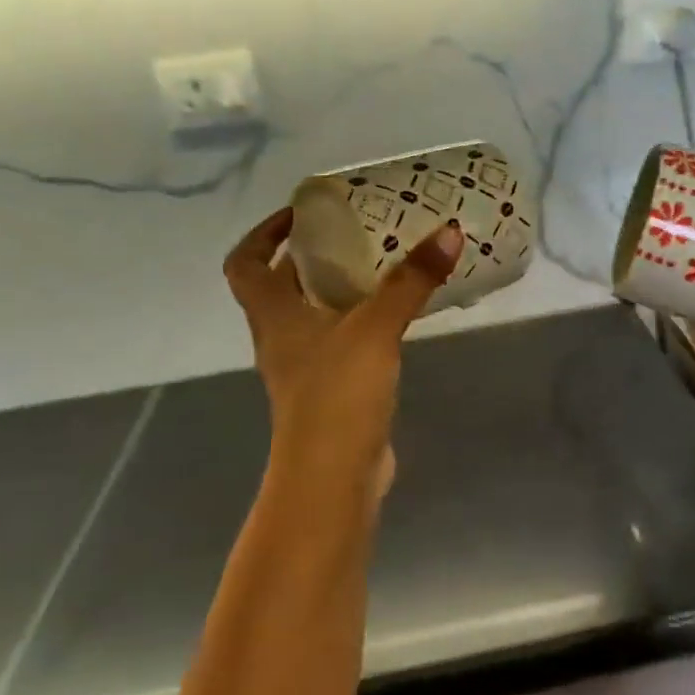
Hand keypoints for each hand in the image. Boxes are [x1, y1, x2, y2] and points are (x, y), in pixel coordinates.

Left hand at [224, 207, 463, 500]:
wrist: (333, 480)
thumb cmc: (336, 394)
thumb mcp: (375, 327)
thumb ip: (411, 280)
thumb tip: (450, 231)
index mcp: (274, 315)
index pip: (245, 263)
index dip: (263, 233)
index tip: (299, 213)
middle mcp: (281, 337)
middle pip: (280, 284)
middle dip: (310, 254)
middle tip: (354, 229)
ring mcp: (305, 367)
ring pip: (312, 313)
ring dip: (337, 286)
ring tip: (380, 262)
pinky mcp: (331, 390)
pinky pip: (340, 340)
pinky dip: (359, 320)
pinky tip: (394, 313)